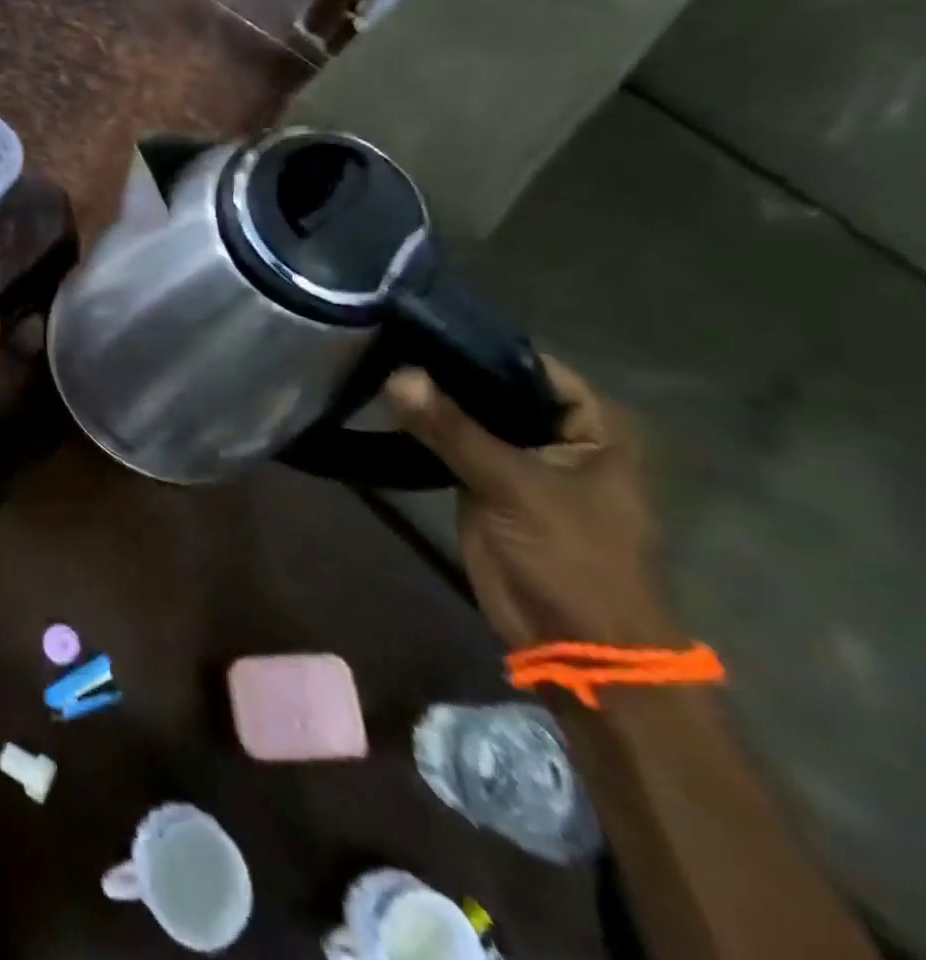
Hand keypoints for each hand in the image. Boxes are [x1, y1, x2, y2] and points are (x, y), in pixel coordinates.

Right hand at [388, 358, 678, 650]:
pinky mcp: (486, 483)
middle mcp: (556, 433)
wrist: (574, 644)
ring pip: (469, 414)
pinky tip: (384, 403)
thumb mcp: (513, 487)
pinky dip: (424, 427)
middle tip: (384, 339)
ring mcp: (519, 458)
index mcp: (591, 425)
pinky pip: (452, 443)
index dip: (476, 344)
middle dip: (445, 369)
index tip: (418, 324)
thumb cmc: (571, 559)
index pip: (528, 363)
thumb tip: (397, 374)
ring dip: (431, 398)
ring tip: (374, 362)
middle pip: (494, 386)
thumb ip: (453, 430)